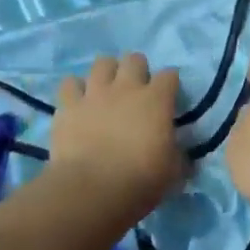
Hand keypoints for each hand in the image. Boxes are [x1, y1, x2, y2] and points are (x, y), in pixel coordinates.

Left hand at [50, 54, 185, 218]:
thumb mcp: (173, 171)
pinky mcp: (68, 105)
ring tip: (107, 89)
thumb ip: (178, 155)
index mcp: (157, 100)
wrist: (94, 189)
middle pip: (134, 60)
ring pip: (102, 63)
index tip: (169, 97)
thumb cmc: (141, 180)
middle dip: (138, 70)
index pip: (169, 76)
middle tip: (137, 90)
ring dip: (107, 73)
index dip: (170, 84)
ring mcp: (95, 93)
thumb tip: (181, 154)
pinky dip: (75, 89)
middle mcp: (126, 88)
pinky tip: (78, 101)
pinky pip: (70, 84)